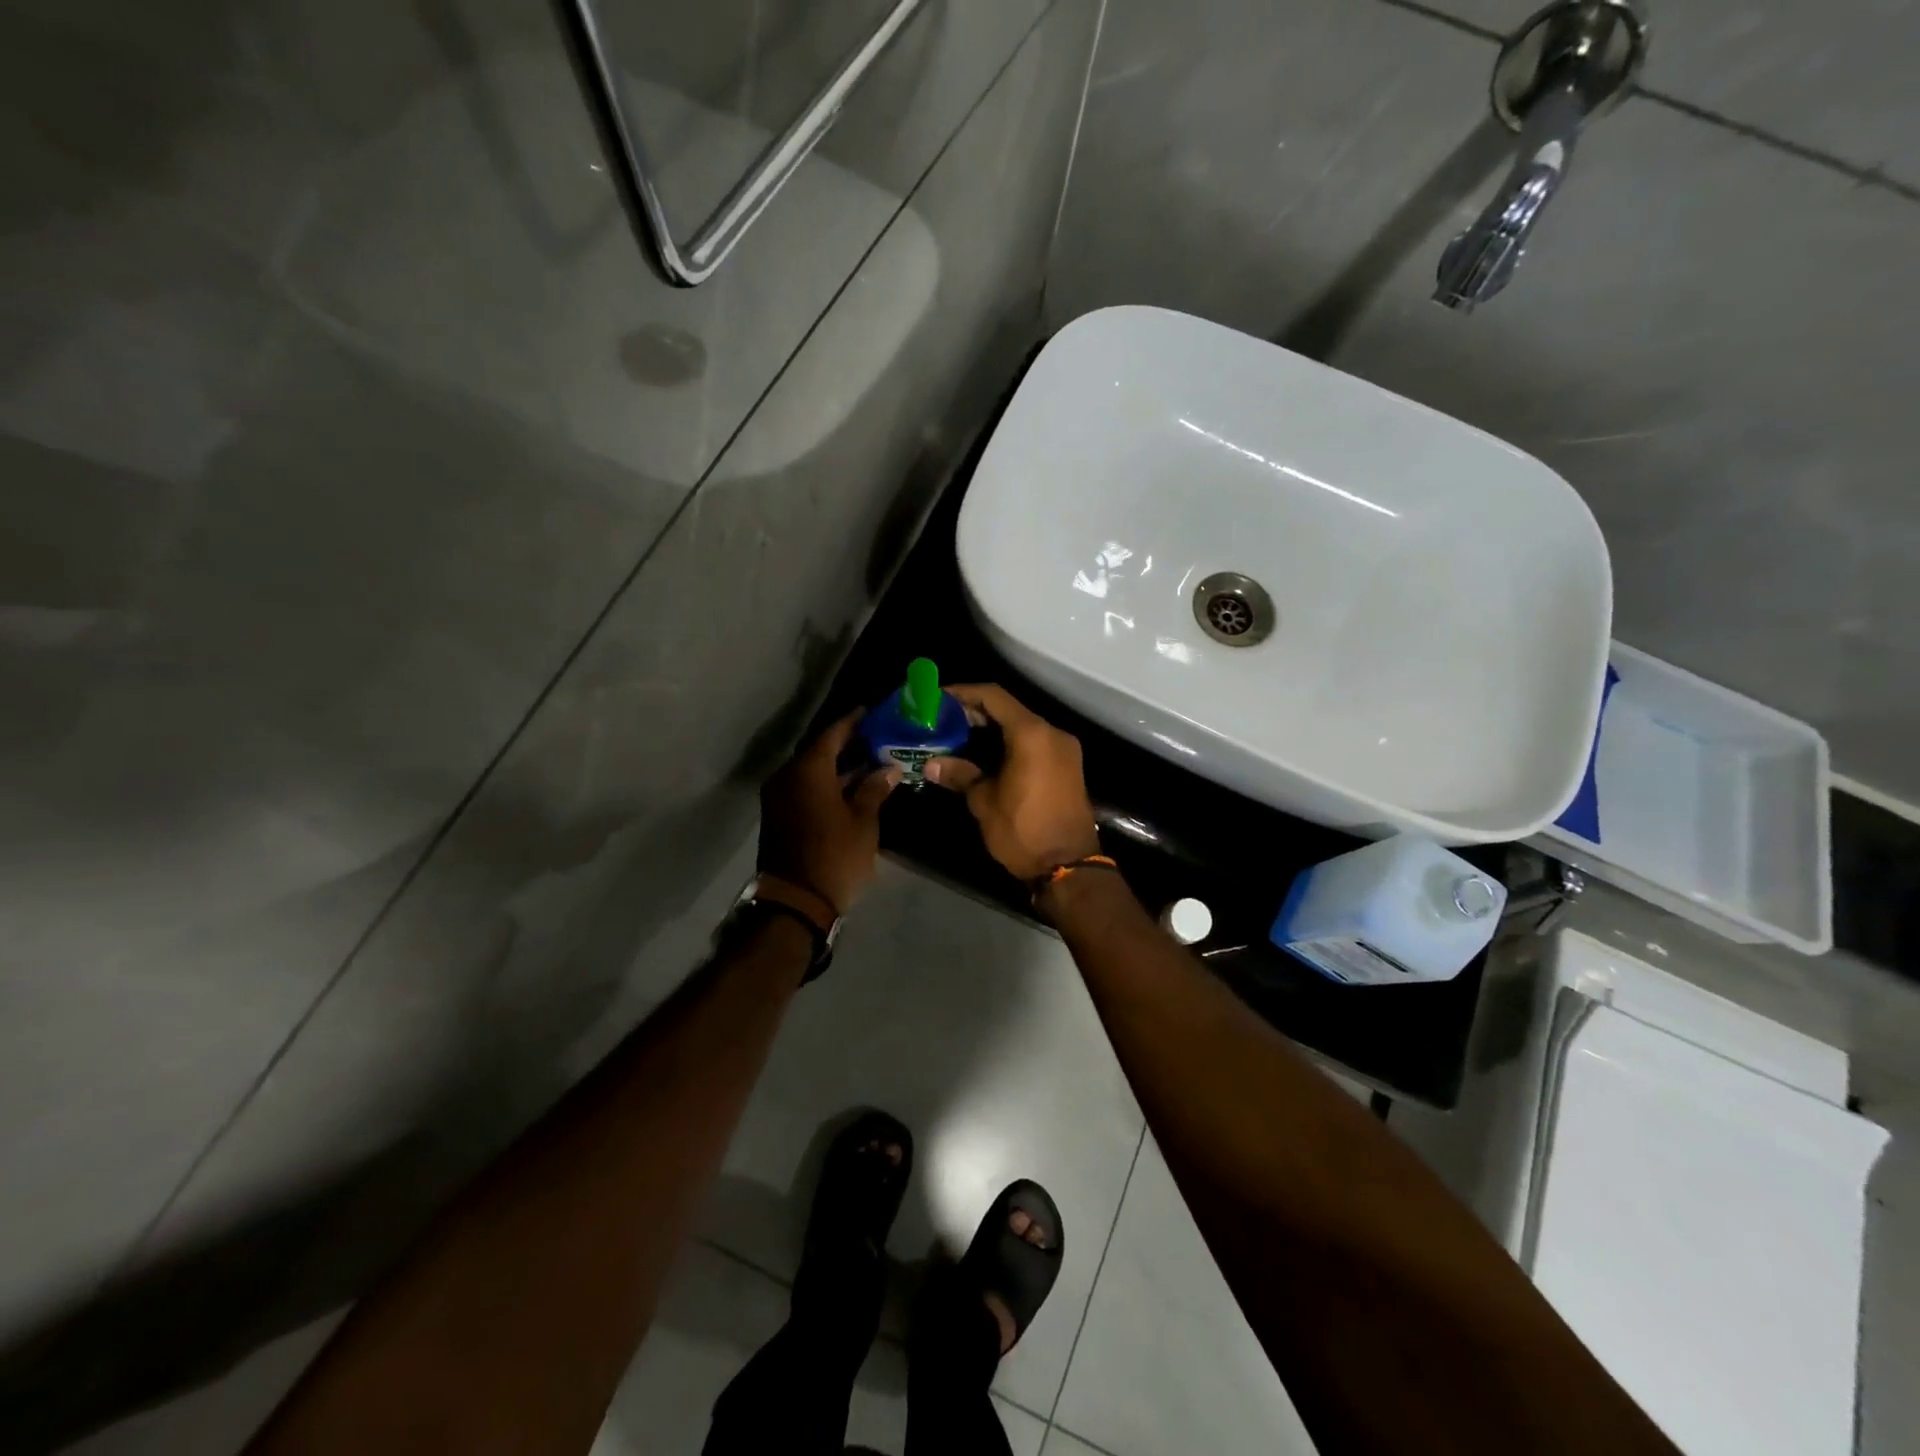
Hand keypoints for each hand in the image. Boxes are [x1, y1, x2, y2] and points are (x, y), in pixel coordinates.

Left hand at [759, 710, 901, 916]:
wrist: (795, 902)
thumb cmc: (835, 856)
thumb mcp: (863, 822)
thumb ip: (874, 789)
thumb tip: (888, 769)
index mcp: (807, 770)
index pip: (832, 734)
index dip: (853, 722)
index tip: (871, 711)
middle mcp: (787, 777)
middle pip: (819, 751)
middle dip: (847, 744)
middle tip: (876, 738)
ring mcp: (779, 797)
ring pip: (811, 771)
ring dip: (837, 767)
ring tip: (869, 761)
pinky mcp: (779, 816)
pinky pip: (804, 788)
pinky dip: (826, 783)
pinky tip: (851, 787)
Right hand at [924, 684, 1100, 880]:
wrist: (1068, 867)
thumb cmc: (1023, 830)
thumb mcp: (984, 801)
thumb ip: (960, 774)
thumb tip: (932, 763)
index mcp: (1032, 734)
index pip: (994, 696)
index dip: (964, 693)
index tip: (938, 699)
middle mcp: (1052, 733)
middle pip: (1009, 709)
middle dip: (975, 712)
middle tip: (943, 720)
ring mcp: (1064, 750)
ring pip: (1022, 726)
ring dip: (992, 729)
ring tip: (958, 737)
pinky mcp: (1067, 767)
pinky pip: (1034, 743)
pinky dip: (1009, 743)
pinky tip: (985, 755)